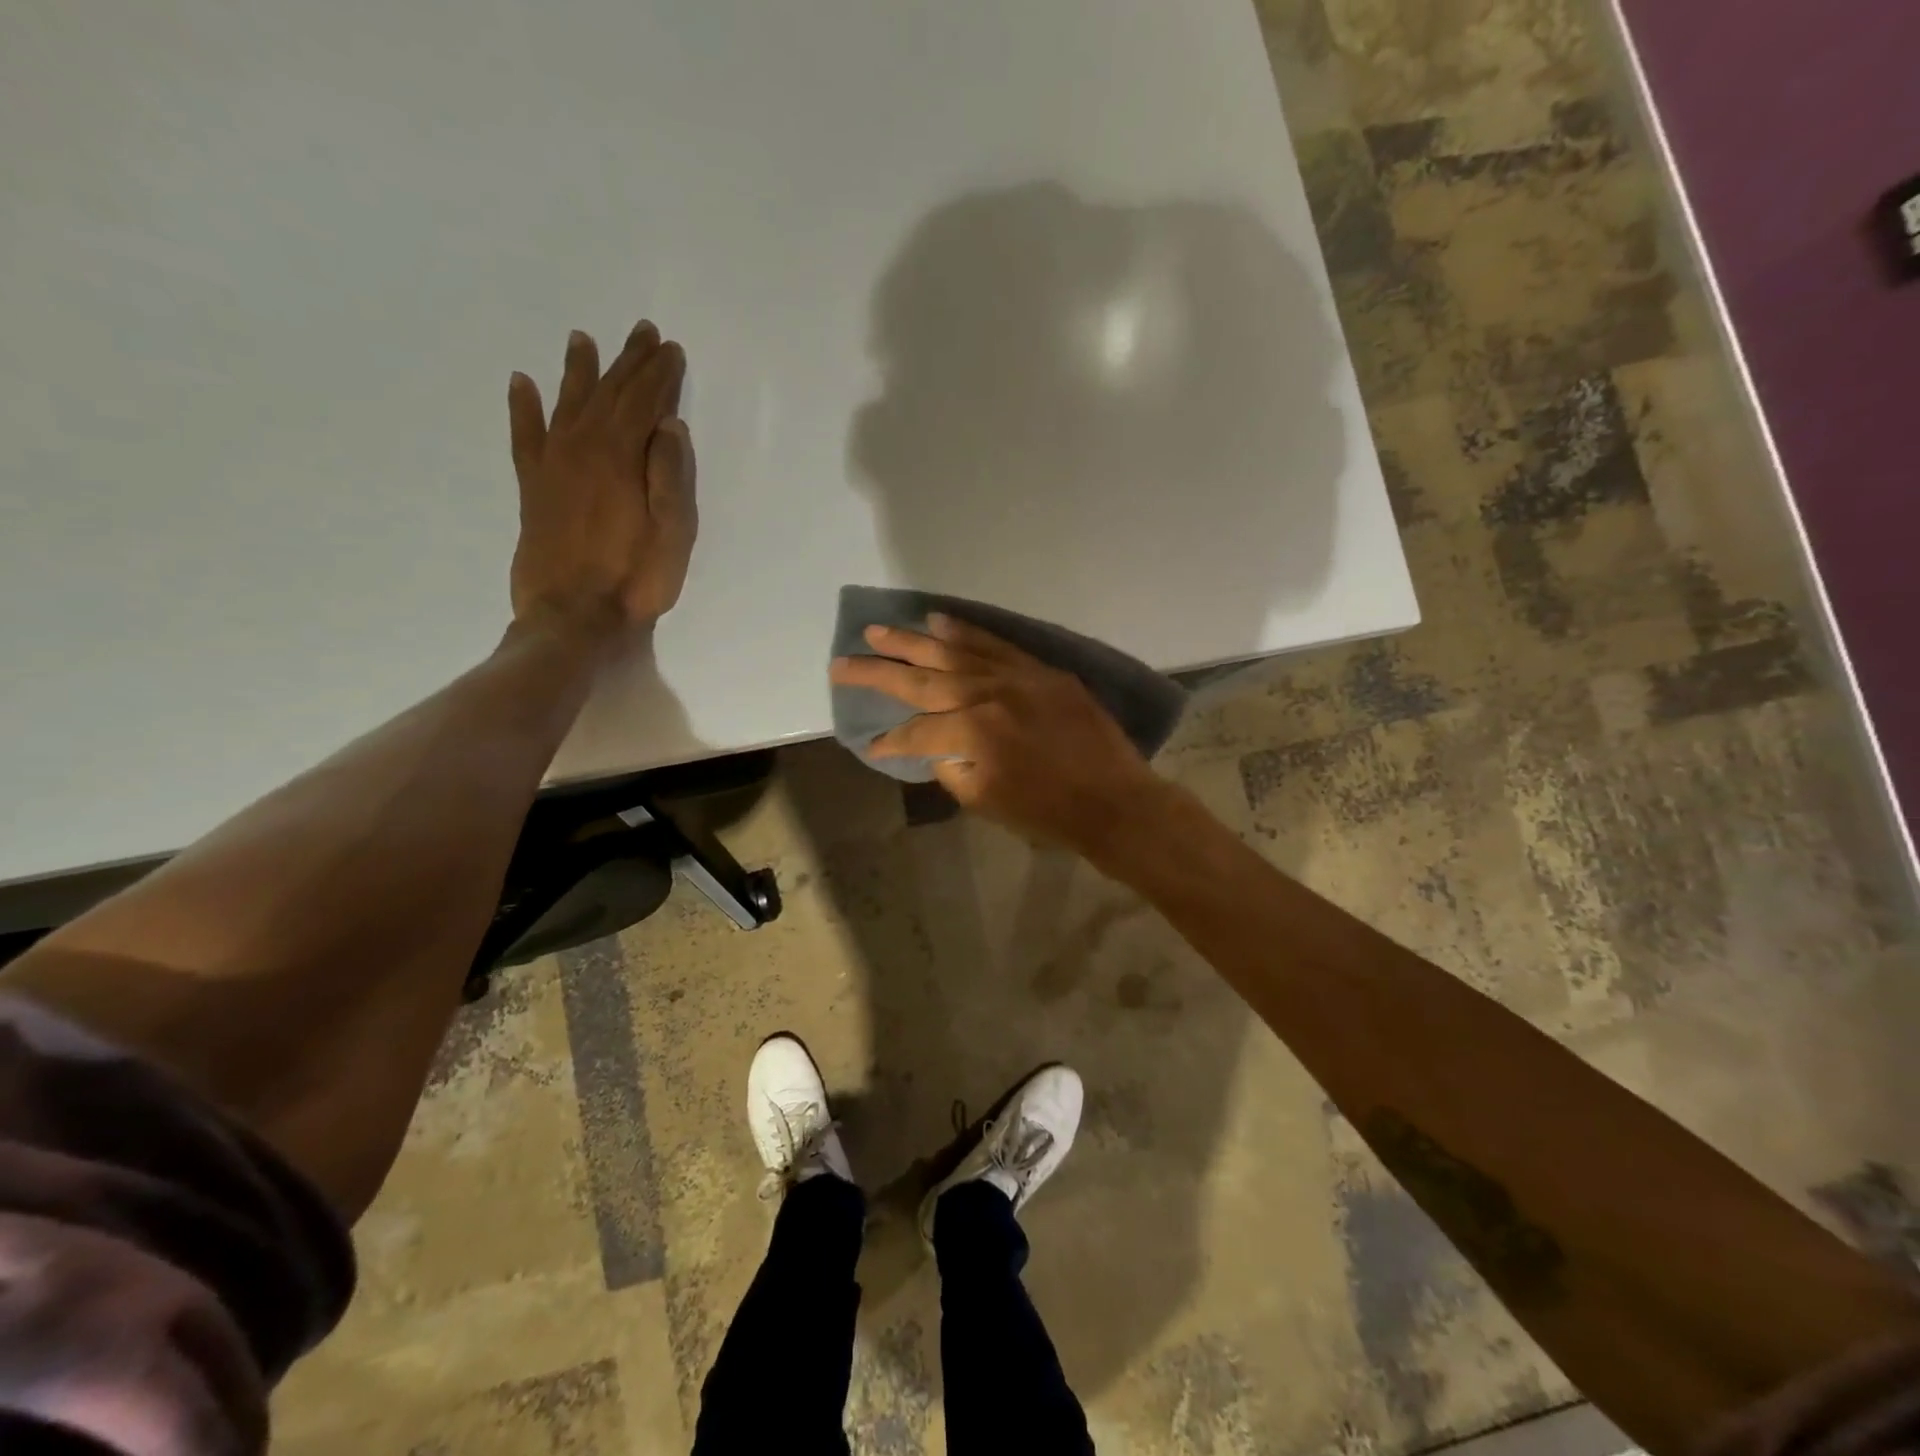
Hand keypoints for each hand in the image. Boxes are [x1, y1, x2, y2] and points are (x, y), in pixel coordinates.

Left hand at [506, 321, 696, 639]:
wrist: (573, 617)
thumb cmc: (634, 580)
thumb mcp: (672, 534)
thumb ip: (671, 476)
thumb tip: (669, 424)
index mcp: (621, 457)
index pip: (644, 402)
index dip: (660, 374)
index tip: (670, 349)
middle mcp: (582, 448)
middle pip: (608, 393)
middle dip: (628, 361)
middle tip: (641, 332)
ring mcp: (552, 465)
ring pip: (567, 403)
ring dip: (578, 371)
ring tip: (582, 339)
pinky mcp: (532, 487)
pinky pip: (524, 435)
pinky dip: (523, 407)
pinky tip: (521, 383)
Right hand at [829, 615, 1165, 852]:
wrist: (1114, 800)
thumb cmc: (1047, 813)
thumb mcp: (985, 801)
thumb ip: (950, 768)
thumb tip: (933, 746)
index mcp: (972, 734)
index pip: (915, 731)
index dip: (890, 741)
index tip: (873, 745)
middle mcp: (987, 694)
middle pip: (921, 679)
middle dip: (877, 670)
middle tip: (842, 661)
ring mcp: (1015, 676)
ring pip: (953, 651)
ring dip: (912, 641)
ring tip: (879, 631)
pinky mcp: (1039, 670)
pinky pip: (995, 644)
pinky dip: (965, 631)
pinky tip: (938, 621)